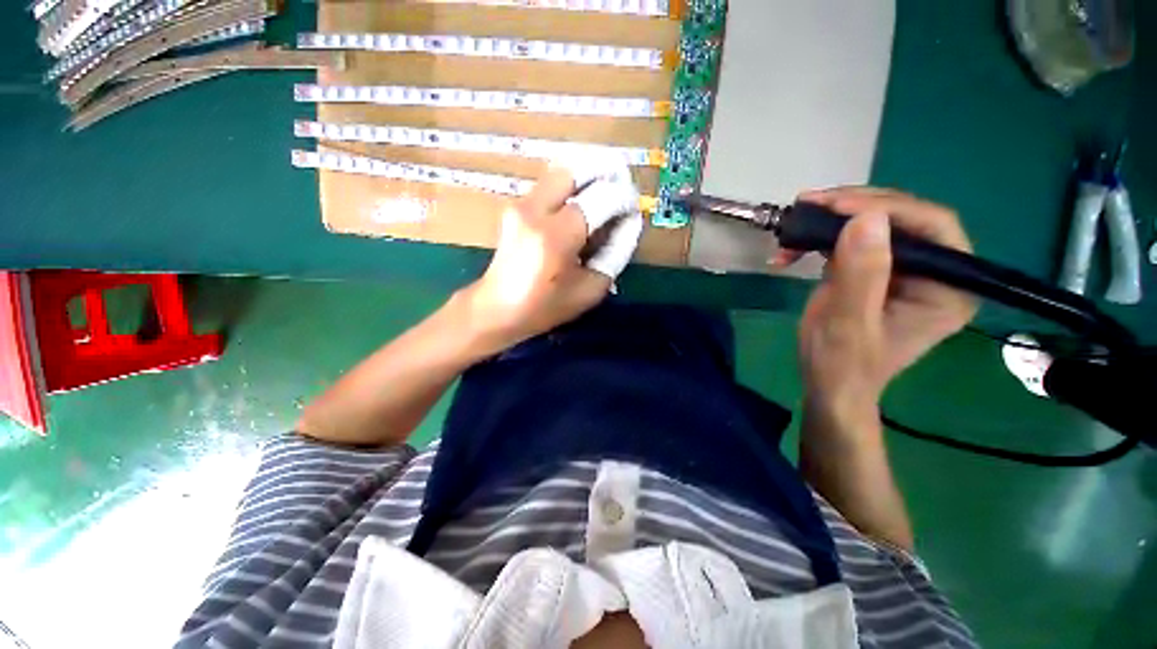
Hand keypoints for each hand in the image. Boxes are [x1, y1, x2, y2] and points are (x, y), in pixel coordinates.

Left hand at [459, 163, 641, 352]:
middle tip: (623, 190)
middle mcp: (534, 210)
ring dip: (588, 179)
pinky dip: (572, 189)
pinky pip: (551, 186)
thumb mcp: (591, 289)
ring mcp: (520, 204)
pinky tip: (581, 210)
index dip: (625, 198)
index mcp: (555, 236)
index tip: (635, 209)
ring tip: (605, 200)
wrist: (496, 309)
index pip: (601, 197)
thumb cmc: (545, 307)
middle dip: (606, 172)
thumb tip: (630, 222)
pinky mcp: (515, 206)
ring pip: (562, 173)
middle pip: (577, 169)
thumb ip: (616, 253)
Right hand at [793, 187, 977, 424]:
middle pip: (904, 219)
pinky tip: (793, 248)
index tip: (833, 206)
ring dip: (831, 222)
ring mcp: (906, 271)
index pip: (932, 226)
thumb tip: (867, 218)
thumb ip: (861, 274)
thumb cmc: (841, 363)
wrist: (828, 384)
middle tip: (808, 204)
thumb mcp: (847, 322)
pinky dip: (821, 239)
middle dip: (853, 208)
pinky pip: (854, 241)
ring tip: (794, 223)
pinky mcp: (877, 272)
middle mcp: (937, 272)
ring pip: (876, 225)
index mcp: (948, 287)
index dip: (886, 207)